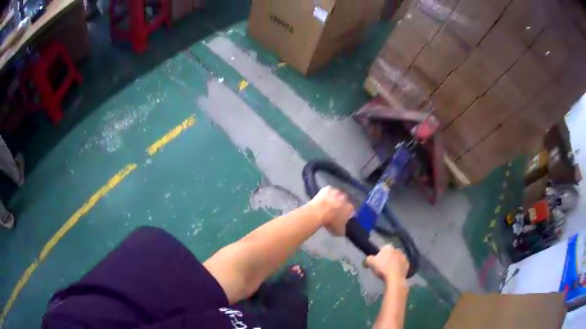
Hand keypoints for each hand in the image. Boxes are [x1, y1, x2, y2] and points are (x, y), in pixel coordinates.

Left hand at [308, 186, 353, 235]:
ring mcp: (337, 191)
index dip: (346, 214)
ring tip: (328, 206)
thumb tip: (343, 230)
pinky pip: (329, 191)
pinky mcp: (327, 188)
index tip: (342, 218)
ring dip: (335, 199)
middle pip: (345, 201)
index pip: (351, 211)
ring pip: (337, 195)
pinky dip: (327, 194)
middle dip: (341, 205)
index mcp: (350, 208)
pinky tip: (323, 200)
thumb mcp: (339, 231)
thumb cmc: (330, 222)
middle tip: (334, 211)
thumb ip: (344, 229)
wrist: (318, 212)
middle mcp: (346, 198)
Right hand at [365, 246, 409, 282]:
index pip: (382, 249)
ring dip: (393, 263)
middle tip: (382, 267)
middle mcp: (397, 249)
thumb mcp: (370, 263)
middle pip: (390, 254)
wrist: (395, 278)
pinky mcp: (408, 264)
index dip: (378, 256)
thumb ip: (367, 259)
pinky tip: (394, 274)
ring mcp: (404, 257)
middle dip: (387, 258)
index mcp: (388, 247)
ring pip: (396, 259)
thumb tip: (366, 261)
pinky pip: (401, 265)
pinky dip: (398, 268)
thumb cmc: (382, 268)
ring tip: (388, 271)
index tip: (376, 262)